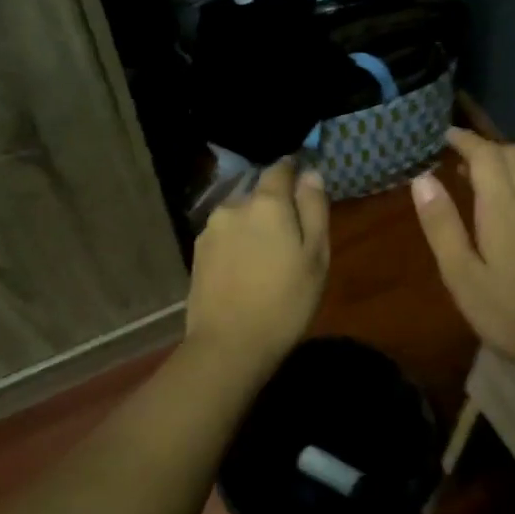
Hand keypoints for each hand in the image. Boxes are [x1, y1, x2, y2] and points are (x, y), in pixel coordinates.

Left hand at [186, 160, 329, 374]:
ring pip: (240, 216)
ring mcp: (211, 230)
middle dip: (275, 208)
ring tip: (268, 260)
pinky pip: (226, 237)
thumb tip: (310, 174)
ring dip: (254, 227)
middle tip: (292, 240)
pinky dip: (238, 245)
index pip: (280, 169)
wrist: (229, 344)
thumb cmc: (286, 302)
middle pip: (259, 194)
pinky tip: (246, 272)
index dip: (294, 172)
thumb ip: (314, 209)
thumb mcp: (316, 256)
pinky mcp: (197, 253)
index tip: (305, 188)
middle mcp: (234, 206)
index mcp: (267, 203)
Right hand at [411, 129, 514, 376]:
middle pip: (513, 154)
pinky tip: (514, 204)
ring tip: (481, 175)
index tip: (442, 135)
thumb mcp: (463, 276)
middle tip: (457, 156)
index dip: (463, 140)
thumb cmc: (513, 313)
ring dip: (507, 161)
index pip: (484, 154)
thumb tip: (422, 178)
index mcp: (505, 205)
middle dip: (485, 147)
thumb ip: (442, 225)